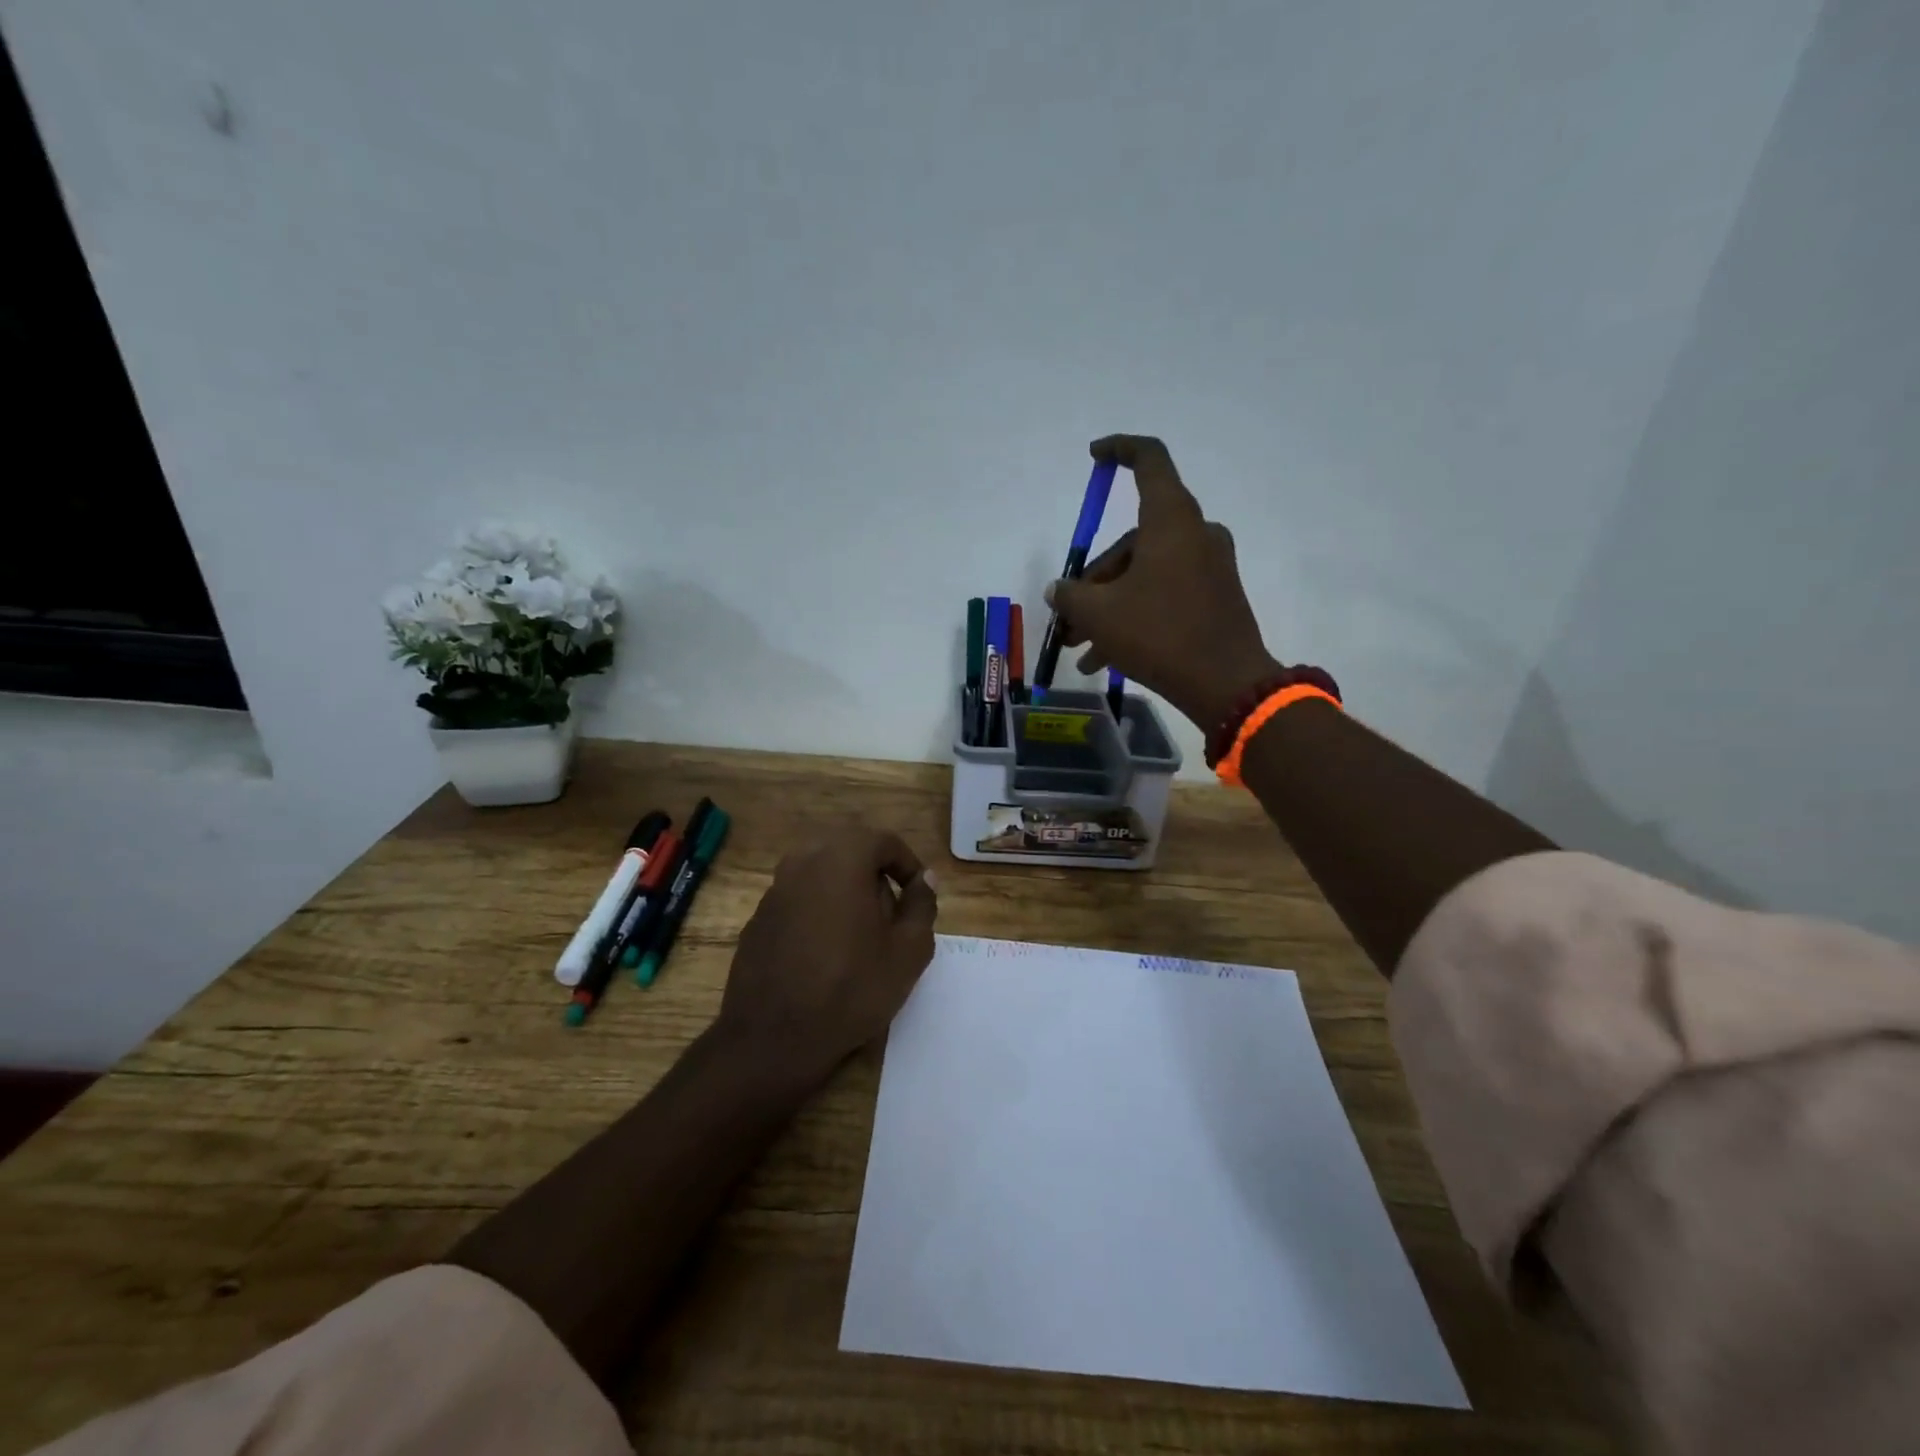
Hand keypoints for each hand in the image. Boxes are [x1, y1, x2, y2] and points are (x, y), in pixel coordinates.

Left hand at [717, 830, 938, 1086]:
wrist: (773, 1038)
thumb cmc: (851, 988)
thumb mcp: (908, 951)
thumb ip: (922, 906)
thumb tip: (925, 879)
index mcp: (842, 858)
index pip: (883, 841)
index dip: (907, 864)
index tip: (919, 895)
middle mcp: (803, 861)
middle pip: (849, 851)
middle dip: (875, 874)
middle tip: (892, 913)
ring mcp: (775, 889)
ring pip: (821, 873)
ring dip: (846, 891)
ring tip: (861, 934)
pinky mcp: (758, 918)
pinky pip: (798, 899)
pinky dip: (818, 911)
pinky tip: (826, 952)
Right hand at [1048, 435, 1279, 728]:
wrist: (1227, 684)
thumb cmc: (1159, 634)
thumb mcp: (1099, 615)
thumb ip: (1070, 595)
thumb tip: (1059, 591)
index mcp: (1170, 520)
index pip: (1149, 460)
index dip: (1120, 450)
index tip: (1094, 456)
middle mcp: (1194, 534)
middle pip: (1132, 540)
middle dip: (1094, 580)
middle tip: (1068, 618)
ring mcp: (1208, 566)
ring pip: (1143, 573)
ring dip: (1108, 607)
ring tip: (1079, 648)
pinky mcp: (1215, 596)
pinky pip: (1163, 594)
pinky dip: (1133, 617)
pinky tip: (1104, 659)